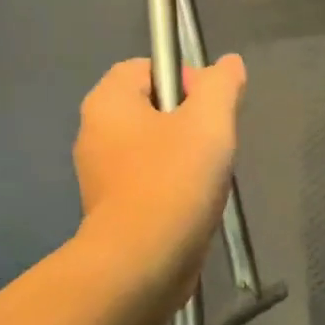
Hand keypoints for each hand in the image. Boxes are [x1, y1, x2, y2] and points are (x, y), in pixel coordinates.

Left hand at [72, 55, 246, 296]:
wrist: (144, 260)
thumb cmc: (174, 181)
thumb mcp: (209, 122)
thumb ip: (221, 86)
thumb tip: (229, 63)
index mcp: (108, 103)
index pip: (144, 68)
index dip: (183, 79)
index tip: (211, 108)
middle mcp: (95, 133)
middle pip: (151, 109)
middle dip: (189, 122)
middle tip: (216, 144)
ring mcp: (101, 175)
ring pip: (152, 148)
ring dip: (185, 157)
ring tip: (209, 178)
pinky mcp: (114, 210)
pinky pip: (149, 182)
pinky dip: (173, 186)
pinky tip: (195, 204)